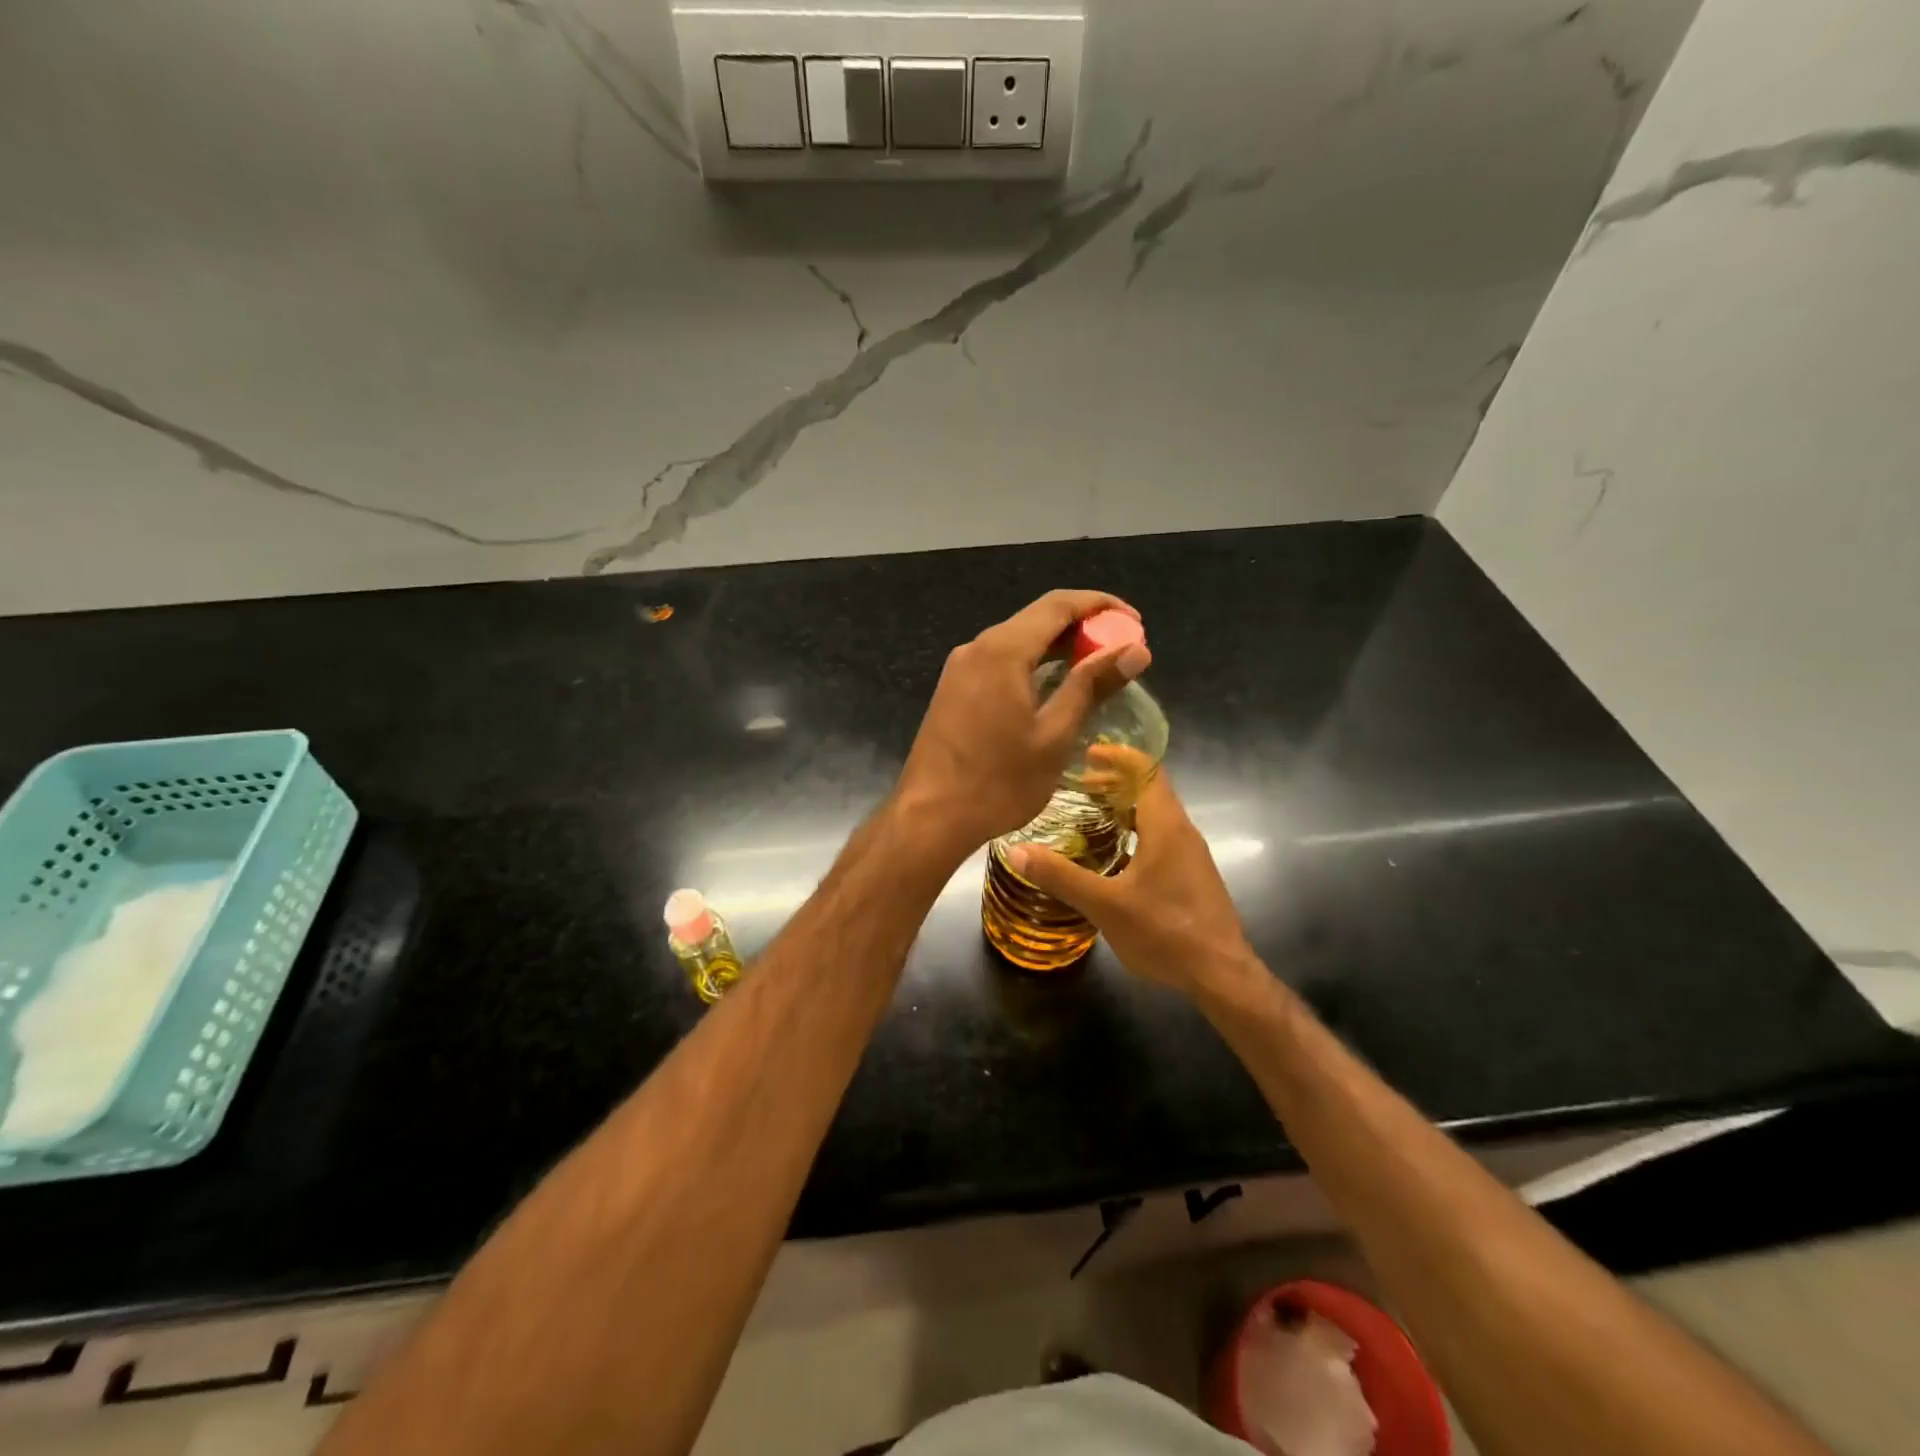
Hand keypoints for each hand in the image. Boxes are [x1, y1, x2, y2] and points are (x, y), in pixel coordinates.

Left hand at [895, 589, 1148, 857]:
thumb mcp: (1054, 735)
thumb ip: (1092, 685)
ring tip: (1096, 668)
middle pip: (1036, 619)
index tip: (1134, 621)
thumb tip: (1135, 650)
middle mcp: (977, 648)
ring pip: (1017, 641)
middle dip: (1082, 626)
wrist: (929, 817)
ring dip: (1057, 647)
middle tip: (1121, 649)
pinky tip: (1053, 687)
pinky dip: (1032, 664)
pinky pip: (999, 662)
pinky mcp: (953, 690)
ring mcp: (960, 669)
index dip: (1100, 605)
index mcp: (1002, 651)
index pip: (1058, 604)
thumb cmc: (998, 782)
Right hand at [1005, 770, 1255, 995]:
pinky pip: (1162, 836)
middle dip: (1116, 781)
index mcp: (1166, 826)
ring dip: (1126, 806)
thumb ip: (1060, 876)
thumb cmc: (1165, 932)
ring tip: (1091, 814)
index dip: (1118, 756)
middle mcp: (1183, 831)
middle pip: (1151, 789)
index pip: (1147, 770)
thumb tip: (1016, 850)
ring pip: (1158, 814)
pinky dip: (1136, 829)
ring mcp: (1192, 855)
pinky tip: (1115, 855)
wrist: (1221, 975)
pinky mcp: (1193, 876)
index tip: (1088, 753)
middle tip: (1079, 785)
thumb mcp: (1104, 905)